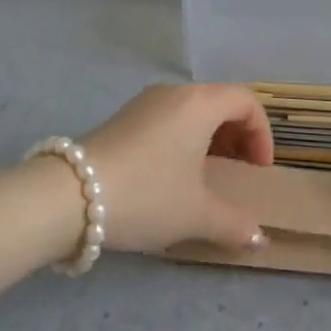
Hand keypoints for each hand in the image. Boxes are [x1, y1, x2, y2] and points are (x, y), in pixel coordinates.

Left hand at [75, 84, 273, 252]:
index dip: (262, 135)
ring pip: (192, 110)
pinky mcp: (123, 118)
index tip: (258, 171)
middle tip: (239, 172)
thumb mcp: (196, 214)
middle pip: (220, 102)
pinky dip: (184, 139)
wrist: (69, 196)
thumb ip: (234, 224)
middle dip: (238, 136)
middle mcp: (175, 92)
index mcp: (200, 103)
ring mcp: (145, 102)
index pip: (246, 102)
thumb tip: (258, 238)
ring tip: (207, 177)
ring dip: (210, 139)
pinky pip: (168, 118)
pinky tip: (172, 176)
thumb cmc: (146, 195)